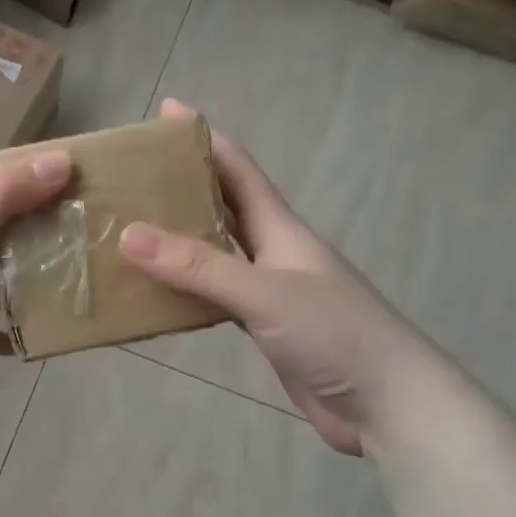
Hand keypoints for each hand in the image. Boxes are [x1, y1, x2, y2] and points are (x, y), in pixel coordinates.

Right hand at [118, 100, 393, 455]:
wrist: (386, 404)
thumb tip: (129, 235)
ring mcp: (269, 291)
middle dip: (181, 186)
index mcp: (280, 228)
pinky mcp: (264, 328)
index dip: (203, 139)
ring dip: (178, 241)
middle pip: (223, 207)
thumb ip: (200, 267)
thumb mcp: (266, 293)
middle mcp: (273, 252)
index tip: (165, 113)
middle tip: (130, 179)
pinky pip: (215, 298)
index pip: (237, 169)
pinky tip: (156, 295)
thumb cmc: (335, 334)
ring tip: (128, 232)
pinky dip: (186, 291)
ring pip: (216, 254)